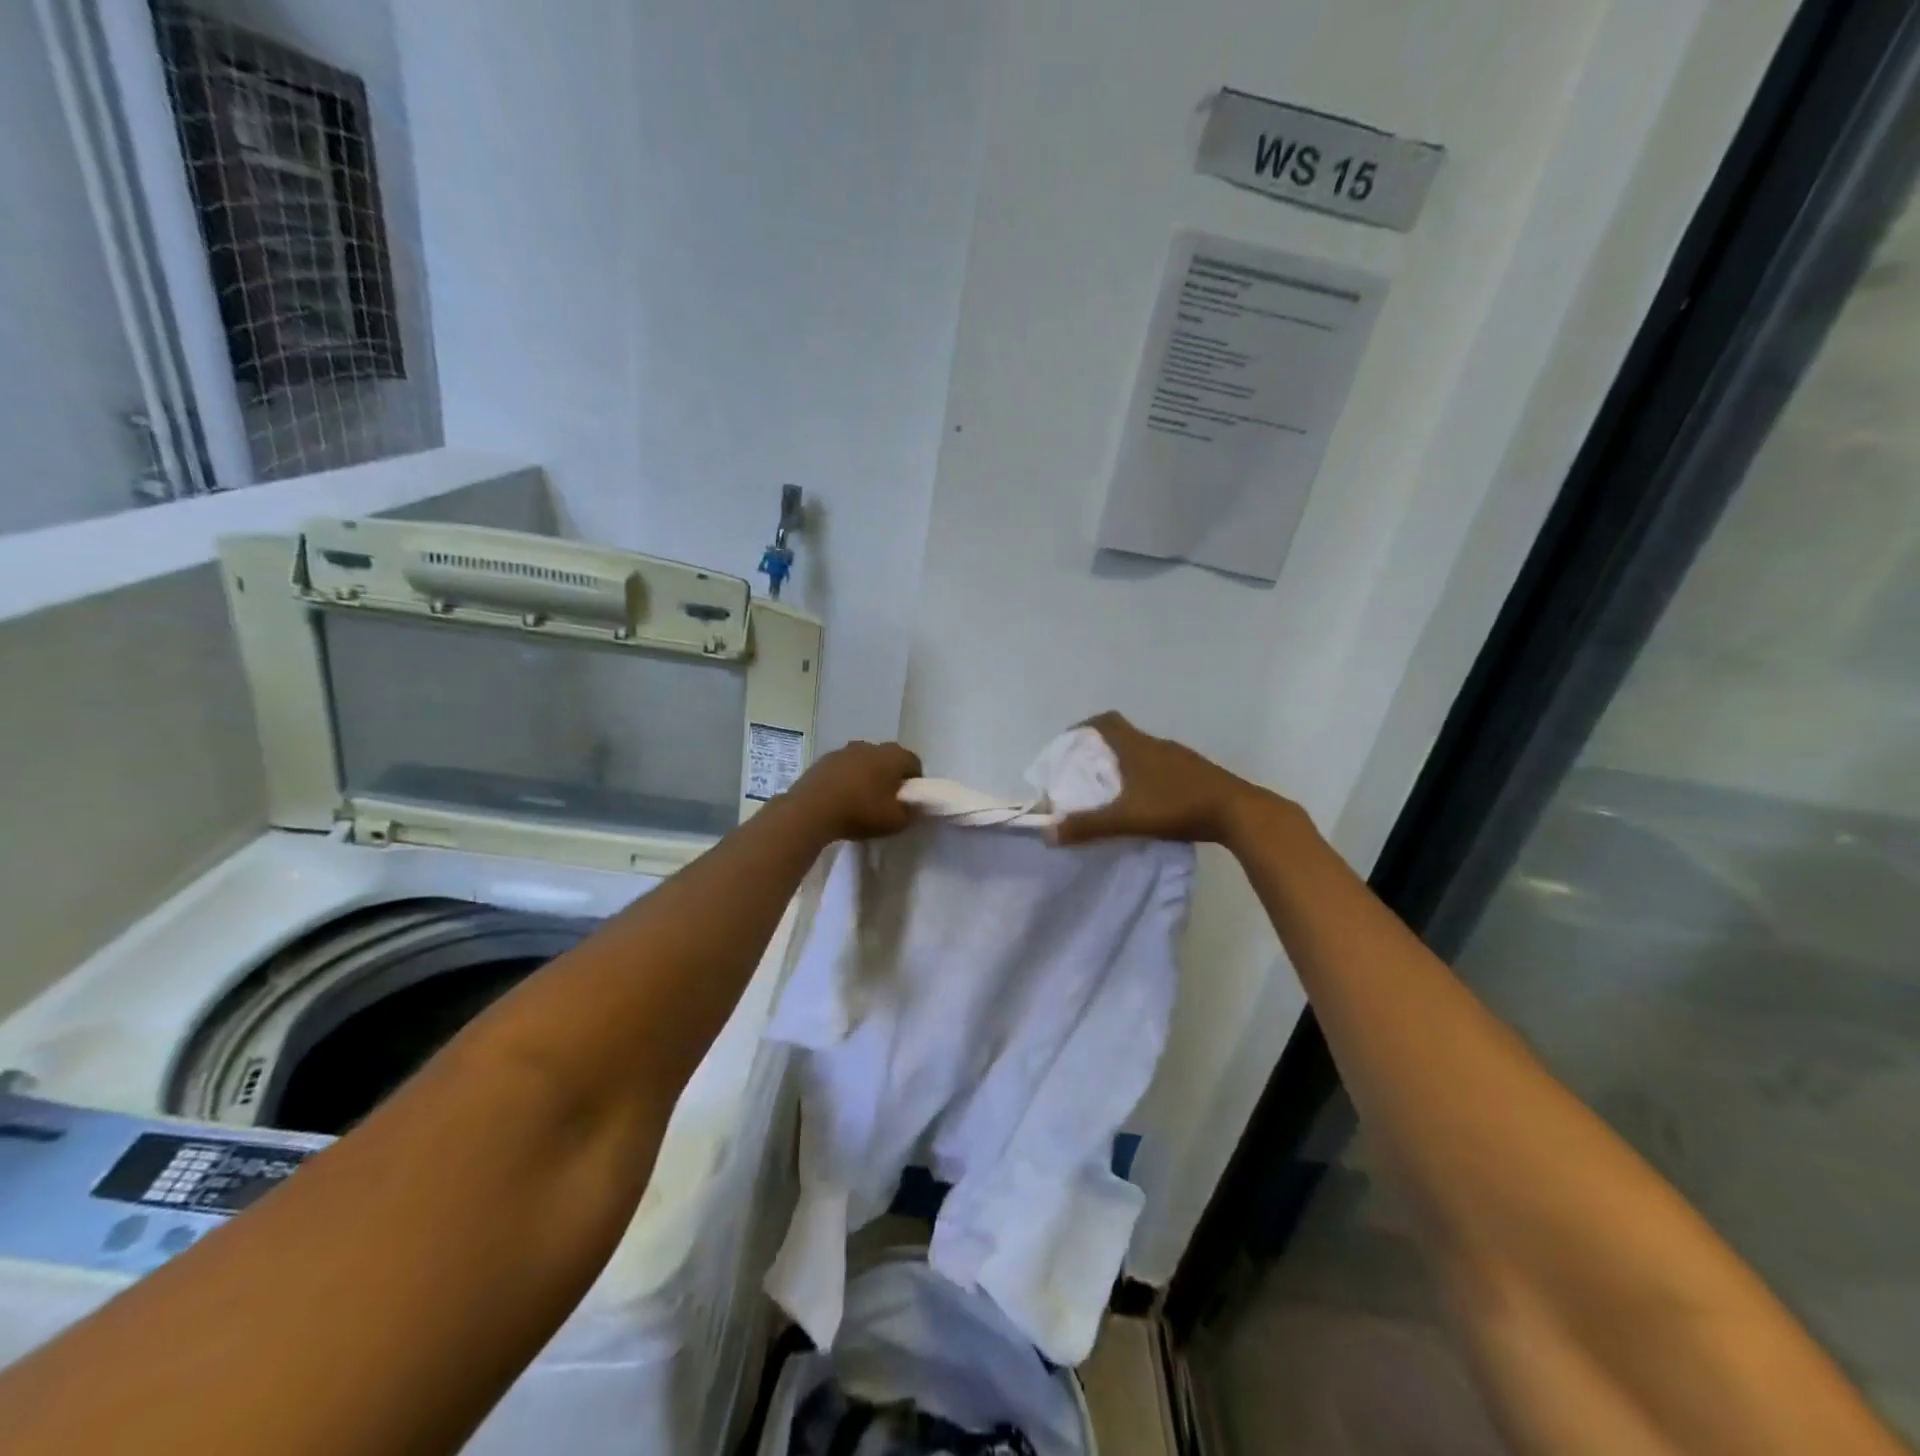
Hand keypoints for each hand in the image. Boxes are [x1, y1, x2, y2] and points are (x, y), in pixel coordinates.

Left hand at [787, 740, 922, 840]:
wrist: (811, 810)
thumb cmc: (860, 812)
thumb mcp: (896, 821)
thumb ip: (911, 812)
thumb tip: (914, 806)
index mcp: (893, 756)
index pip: (913, 762)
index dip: (915, 780)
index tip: (908, 799)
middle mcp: (870, 746)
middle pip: (888, 758)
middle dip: (890, 776)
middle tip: (886, 799)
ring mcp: (844, 750)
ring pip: (863, 761)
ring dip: (866, 775)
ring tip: (860, 800)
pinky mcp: (823, 760)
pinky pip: (843, 768)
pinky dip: (845, 779)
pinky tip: (840, 798)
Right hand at [1049, 712, 1262, 845]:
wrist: (1238, 812)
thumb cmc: (1177, 806)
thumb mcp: (1126, 819)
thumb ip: (1087, 826)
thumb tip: (1047, 833)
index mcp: (1137, 747)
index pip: (1106, 721)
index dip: (1084, 727)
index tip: (1069, 743)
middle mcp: (1158, 745)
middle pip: (1123, 737)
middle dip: (1101, 751)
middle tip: (1085, 774)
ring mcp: (1181, 758)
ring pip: (1144, 754)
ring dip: (1126, 765)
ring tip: (1113, 791)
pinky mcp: (1197, 774)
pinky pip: (1163, 768)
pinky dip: (1147, 778)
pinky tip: (1147, 802)